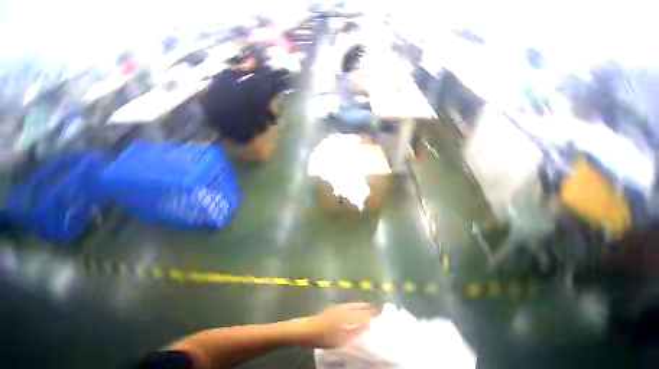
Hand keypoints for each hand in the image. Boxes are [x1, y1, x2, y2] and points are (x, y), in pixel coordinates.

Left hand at [296, 303, 375, 347]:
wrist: (306, 329)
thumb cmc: (324, 337)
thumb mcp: (341, 339)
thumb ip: (355, 332)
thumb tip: (367, 326)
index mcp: (346, 315)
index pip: (362, 314)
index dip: (370, 314)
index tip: (379, 314)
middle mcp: (343, 308)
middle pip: (357, 306)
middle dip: (366, 307)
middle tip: (374, 308)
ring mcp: (337, 307)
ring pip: (351, 304)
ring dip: (359, 305)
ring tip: (366, 306)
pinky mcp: (332, 308)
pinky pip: (347, 305)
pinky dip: (353, 305)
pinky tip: (352, 309)